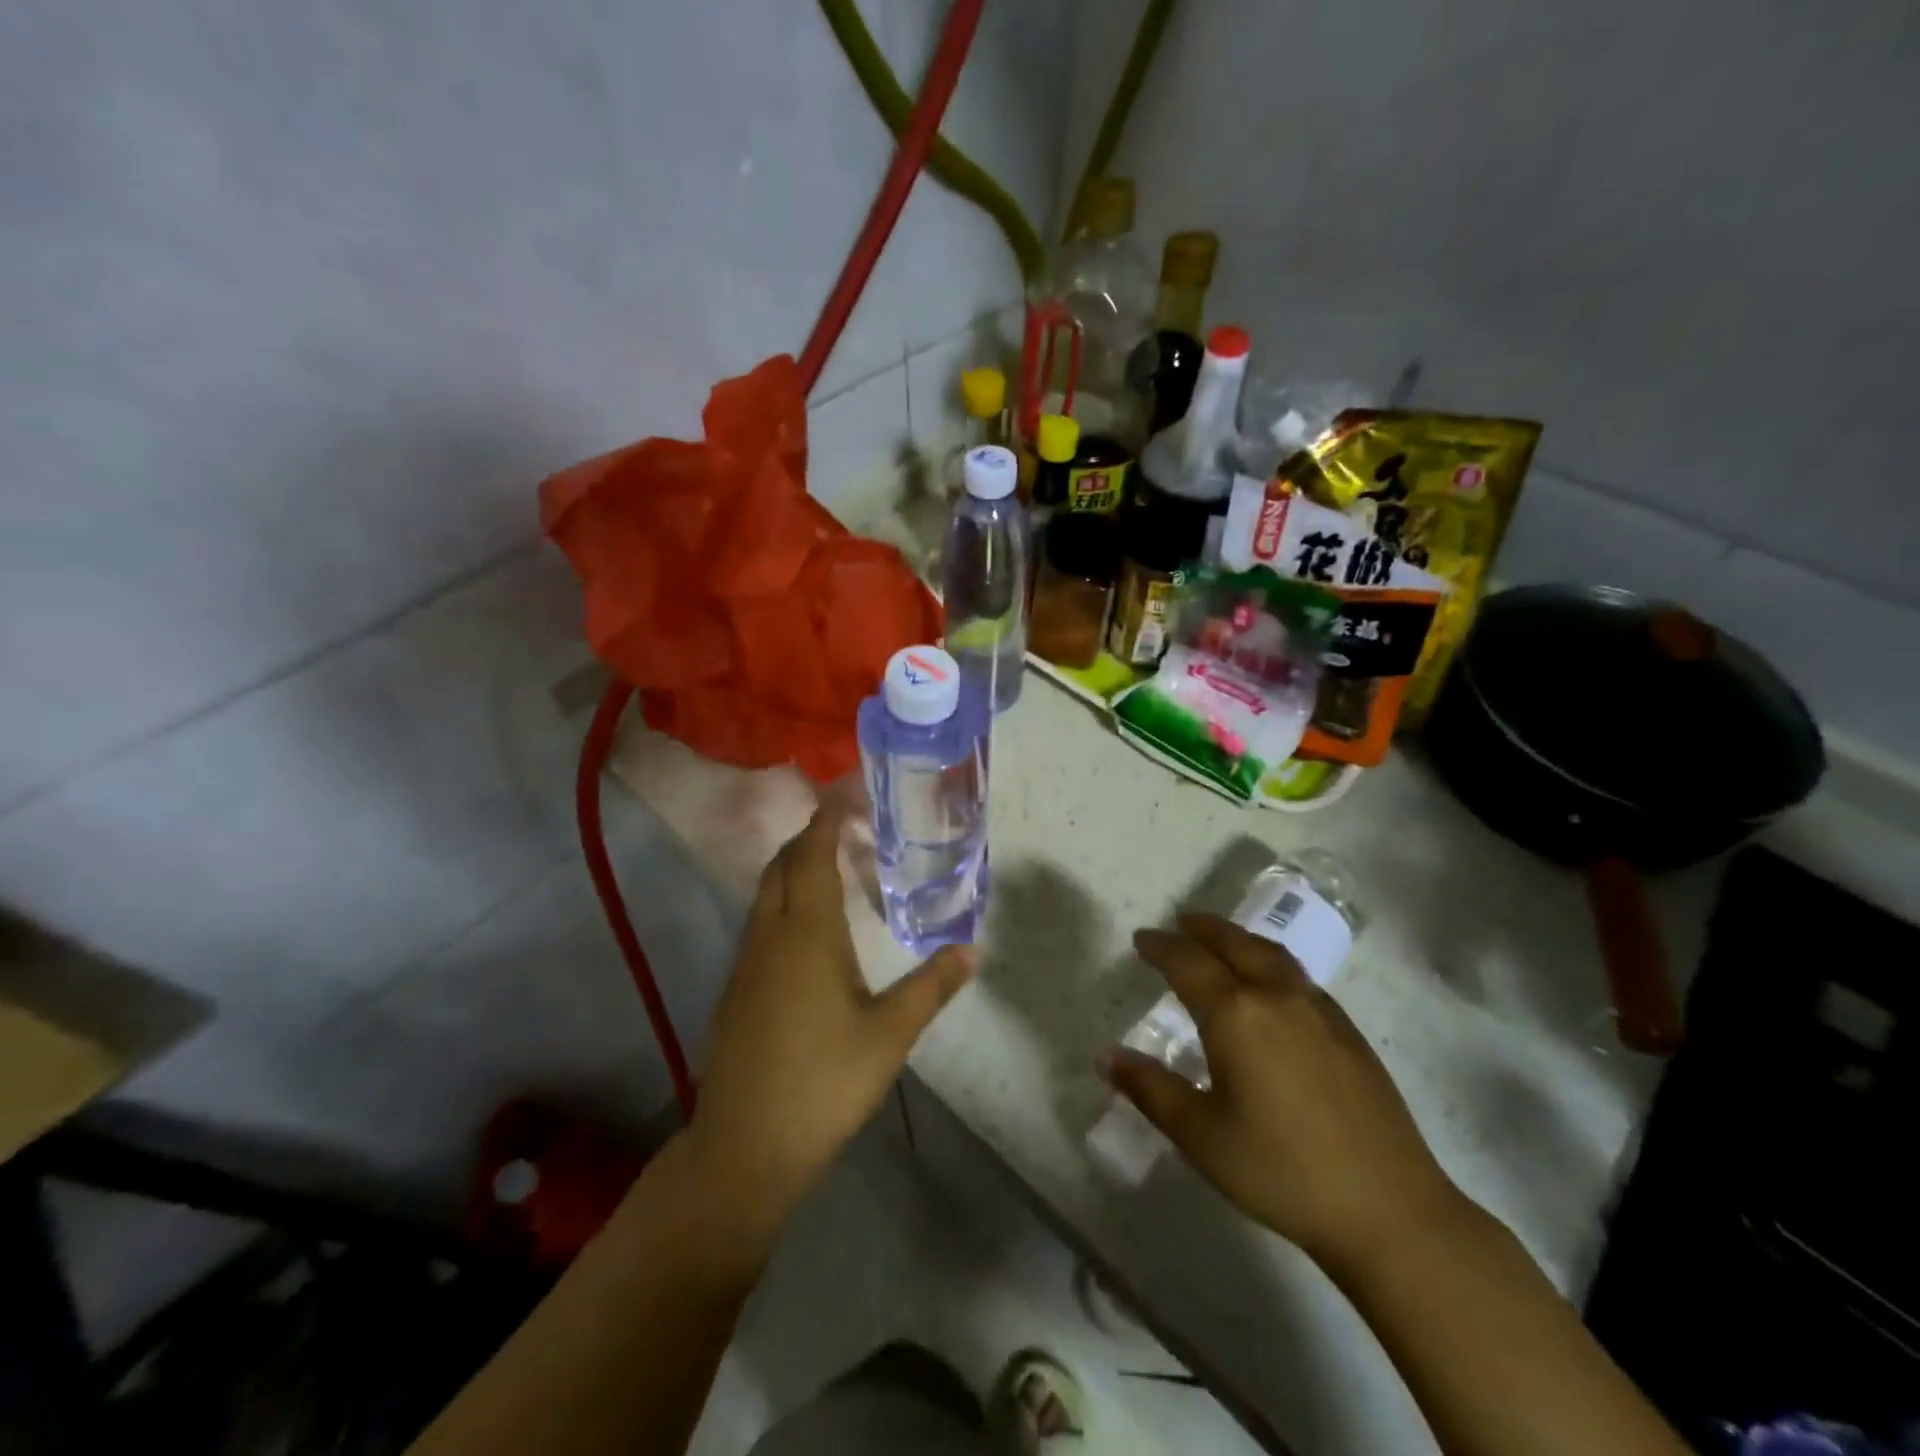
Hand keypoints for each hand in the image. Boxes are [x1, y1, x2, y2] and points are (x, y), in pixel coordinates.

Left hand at [685, 802, 974, 1239]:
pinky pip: (759, 924)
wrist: (745, 1145)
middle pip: (780, 867)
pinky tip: (805, 931)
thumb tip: (973, 950)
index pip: (811, 856)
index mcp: (807, 934)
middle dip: (806, 839)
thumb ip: (932, 987)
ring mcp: (746, 964)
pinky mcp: (736, 990)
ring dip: (791, 870)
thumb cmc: (824, 1081)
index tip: (842, 795)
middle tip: (842, 827)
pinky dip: (781, 903)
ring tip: (828, 868)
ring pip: (764, 895)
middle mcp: (770, 936)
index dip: (824, 821)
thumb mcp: (890, 1035)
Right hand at [1102, 913, 1465, 1272]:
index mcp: (1236, 1015)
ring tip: (1221, 940)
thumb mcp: (1201, 1136)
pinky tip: (1271, 986)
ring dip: (1239, 939)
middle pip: (1234, 944)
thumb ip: (1150, 1089)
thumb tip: (1106, 1056)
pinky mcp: (1348, 1032)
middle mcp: (1277, 997)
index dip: (1160, 947)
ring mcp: (1319, 1010)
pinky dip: (1270, 962)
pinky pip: (1298, 976)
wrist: (1390, 1210)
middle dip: (1202, 928)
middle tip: (1179, 923)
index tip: (1141, 939)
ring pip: (1271, 954)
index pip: (1188, 963)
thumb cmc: (1282, 1171)